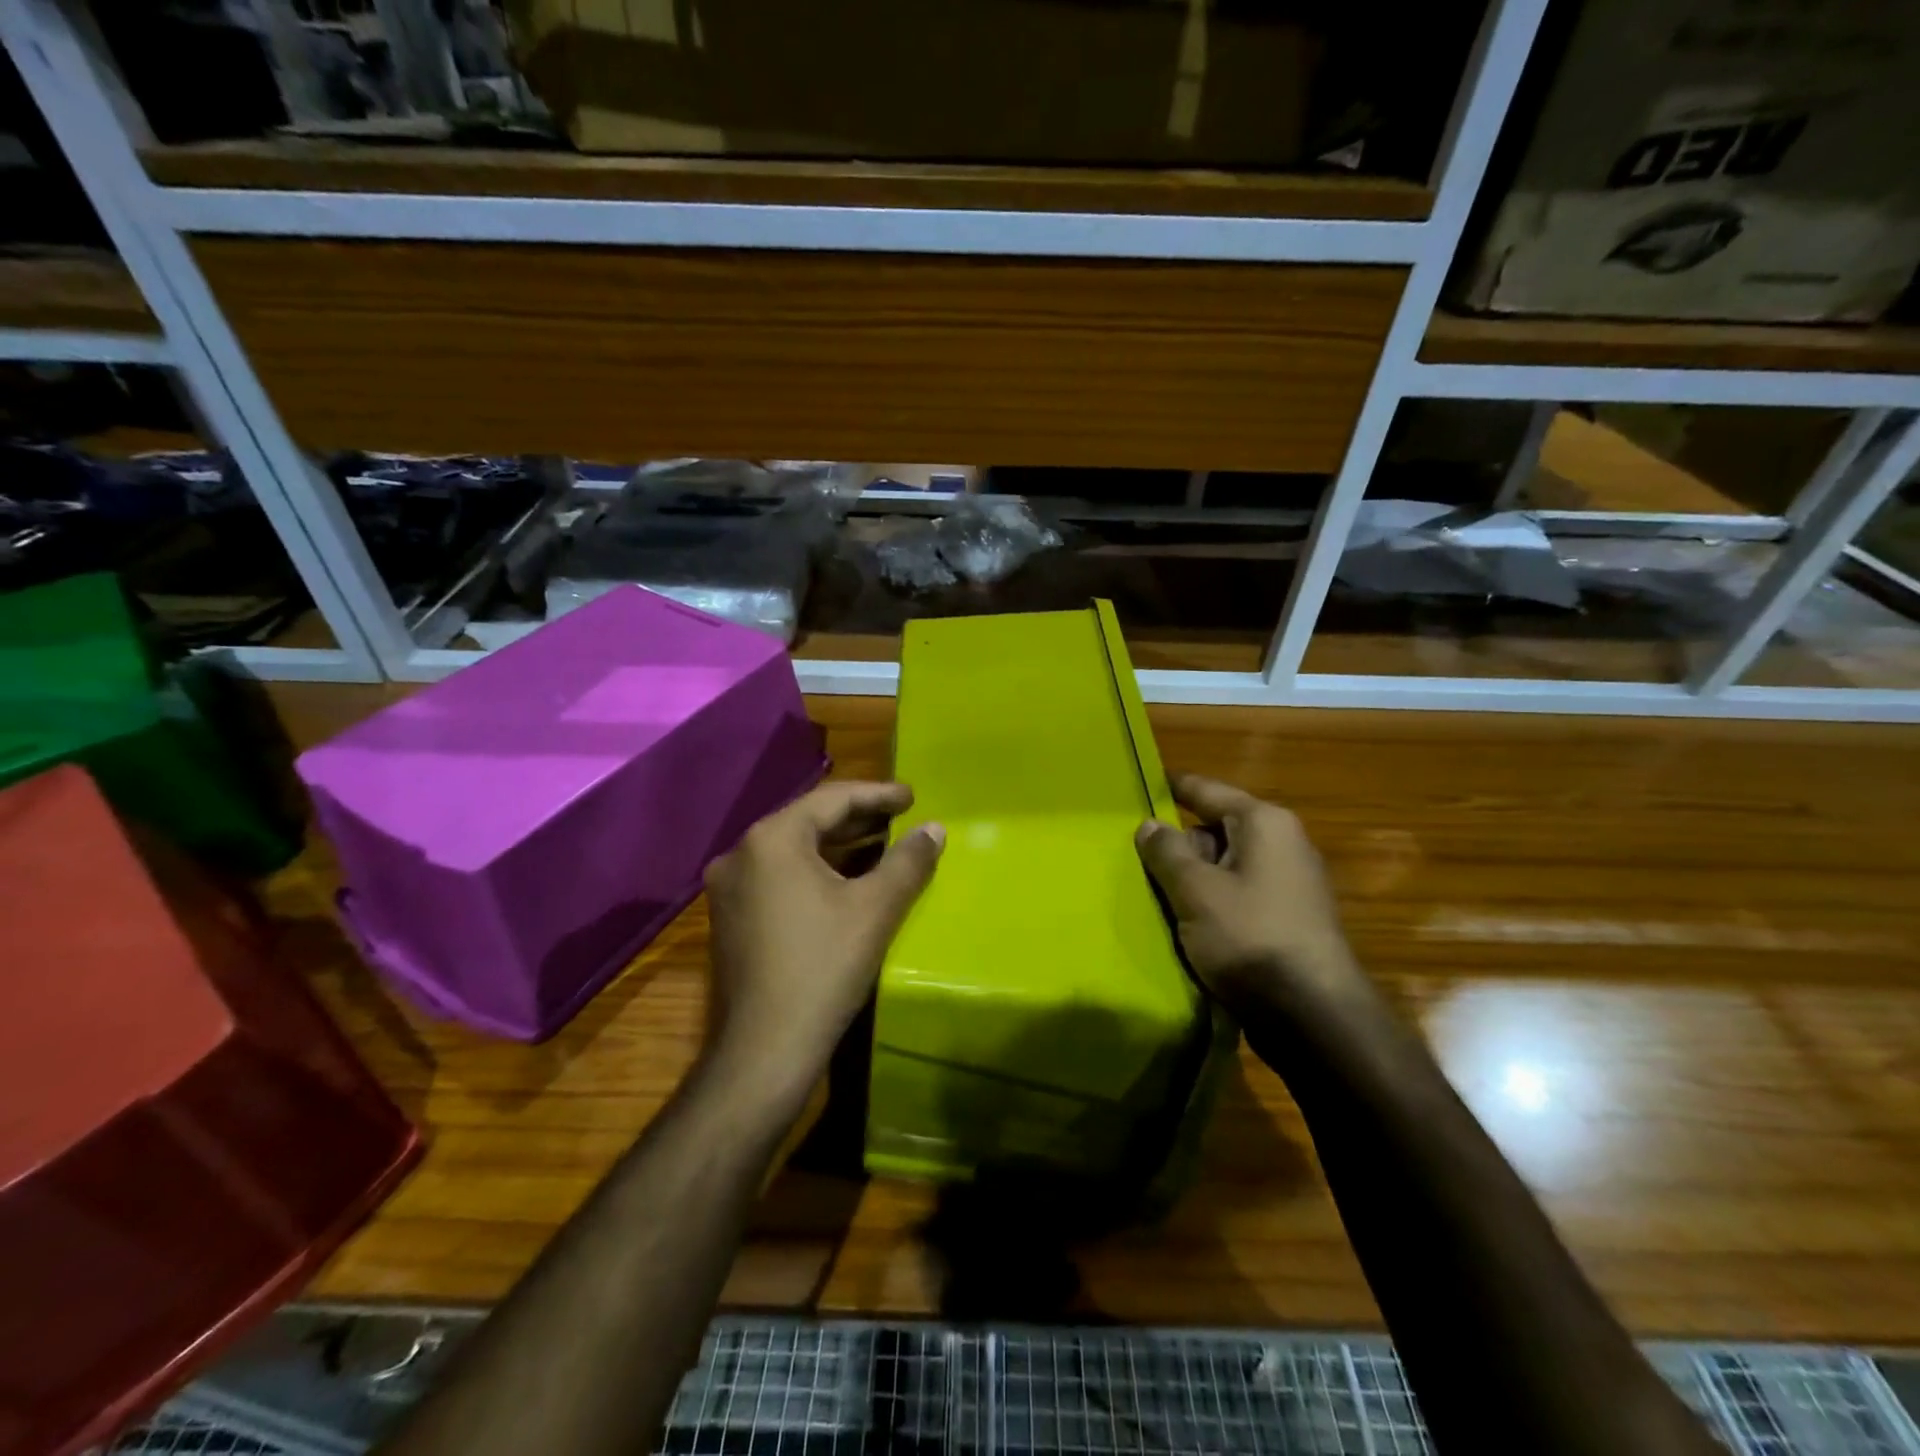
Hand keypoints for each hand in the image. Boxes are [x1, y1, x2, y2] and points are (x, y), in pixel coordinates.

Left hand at [704, 781, 943, 1092]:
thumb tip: (935, 829)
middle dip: (858, 818)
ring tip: (883, 844)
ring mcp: (729, 888)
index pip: (832, 799)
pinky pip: (779, 876)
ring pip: (793, 850)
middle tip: (901, 817)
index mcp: (771, 839)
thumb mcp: (875, 909)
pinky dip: (816, 870)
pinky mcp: (731, 918)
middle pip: (809, 821)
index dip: (877, 795)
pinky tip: (847, 880)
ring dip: (838, 845)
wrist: (764, 1051)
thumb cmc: (822, 968)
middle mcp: (741, 853)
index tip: (912, 796)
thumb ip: (908, 861)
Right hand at [1134, 774, 1366, 1017]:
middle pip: (1215, 830)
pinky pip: (1237, 897)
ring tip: (1151, 894)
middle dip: (1177, 845)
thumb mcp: (1195, 890)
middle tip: (1134, 859)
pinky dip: (1210, 903)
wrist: (1313, 1016)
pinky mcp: (1286, 920)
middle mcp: (1282, 844)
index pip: (1207, 790)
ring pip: (1224, 867)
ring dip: (1191, 879)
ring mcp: (1288, 884)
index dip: (1172, 787)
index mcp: (1264, 824)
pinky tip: (1184, 924)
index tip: (1141, 782)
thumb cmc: (1250, 937)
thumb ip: (1167, 853)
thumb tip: (1150, 825)